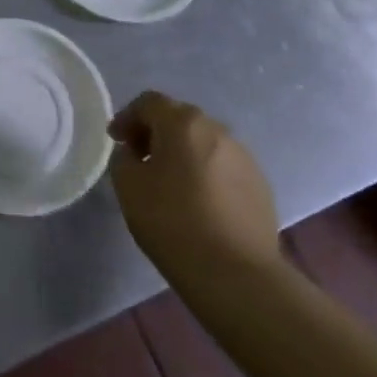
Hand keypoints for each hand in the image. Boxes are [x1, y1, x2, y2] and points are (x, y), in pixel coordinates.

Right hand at [108, 91, 280, 284]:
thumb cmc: (173, 222)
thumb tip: (134, 153)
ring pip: (204, 143)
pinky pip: (224, 167)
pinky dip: (206, 174)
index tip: (116, 141)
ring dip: (183, 153)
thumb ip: (124, 159)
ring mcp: (244, 157)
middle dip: (155, 133)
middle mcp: (217, 130)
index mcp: (183, 123)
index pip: (149, 102)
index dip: (127, 117)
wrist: (236, 274)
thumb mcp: (128, 187)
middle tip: (139, 159)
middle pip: (179, 119)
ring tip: (170, 183)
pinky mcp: (260, 185)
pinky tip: (199, 203)